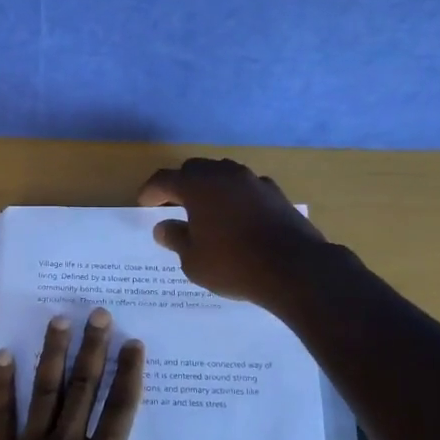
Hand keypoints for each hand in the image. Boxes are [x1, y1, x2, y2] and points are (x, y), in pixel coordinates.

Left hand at [0, 311, 189, 439]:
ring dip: (52, 353)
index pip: (120, 411)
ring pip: (44, 390)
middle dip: (93, 349)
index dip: (128, 374)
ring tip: (59, 320)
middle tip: (98, 313)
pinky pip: (0, 414)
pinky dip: (1, 383)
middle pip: (83, 389)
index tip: (133, 343)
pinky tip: (2, 354)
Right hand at [137, 157, 328, 307]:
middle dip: (181, 184)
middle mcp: (224, 175)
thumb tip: (164, 227)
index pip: (164, 179)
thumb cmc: (234, 265)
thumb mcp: (194, 261)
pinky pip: (246, 187)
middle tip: (173, 205)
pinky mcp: (275, 193)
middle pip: (195, 169)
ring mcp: (253, 181)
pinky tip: (237, 216)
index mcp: (198, 186)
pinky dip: (235, 197)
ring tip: (205, 210)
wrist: (295, 269)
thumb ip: (176, 239)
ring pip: (223, 174)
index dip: (151, 191)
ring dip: (210, 187)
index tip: (144, 204)